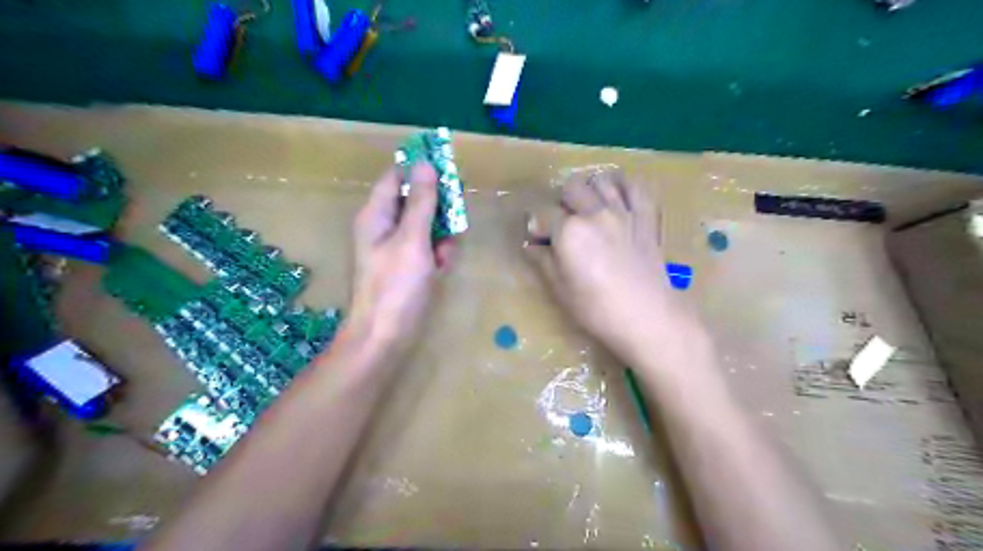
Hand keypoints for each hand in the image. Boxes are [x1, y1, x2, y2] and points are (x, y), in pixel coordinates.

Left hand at [346, 164, 452, 352]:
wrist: (385, 336)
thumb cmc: (396, 285)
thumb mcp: (412, 239)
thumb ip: (422, 202)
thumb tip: (426, 163)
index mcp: (377, 214)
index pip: (397, 176)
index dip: (421, 169)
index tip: (449, 170)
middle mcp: (384, 226)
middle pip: (415, 200)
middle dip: (438, 207)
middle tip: (456, 217)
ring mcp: (396, 247)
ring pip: (425, 224)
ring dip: (442, 233)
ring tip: (446, 252)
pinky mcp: (406, 265)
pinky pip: (427, 247)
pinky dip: (438, 252)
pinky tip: (442, 266)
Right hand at [530, 167, 684, 362]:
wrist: (648, 317)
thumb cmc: (597, 309)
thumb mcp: (560, 289)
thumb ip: (543, 261)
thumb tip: (531, 245)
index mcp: (569, 231)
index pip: (542, 215)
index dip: (537, 228)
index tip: (538, 241)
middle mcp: (594, 212)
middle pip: (571, 188)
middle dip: (561, 204)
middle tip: (563, 225)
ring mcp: (623, 211)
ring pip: (601, 180)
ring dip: (590, 191)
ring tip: (589, 210)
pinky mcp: (646, 216)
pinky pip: (636, 187)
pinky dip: (625, 187)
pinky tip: (618, 199)